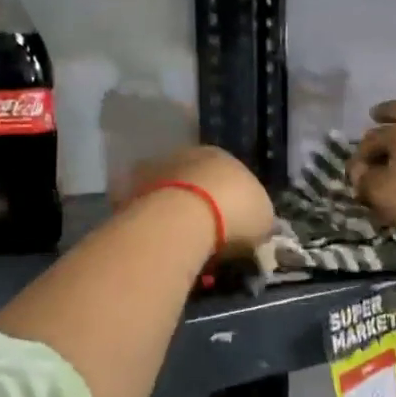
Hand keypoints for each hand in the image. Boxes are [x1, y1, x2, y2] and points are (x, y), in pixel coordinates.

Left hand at [113, 145, 274, 257]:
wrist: (183, 219)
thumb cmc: (234, 214)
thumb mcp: (264, 219)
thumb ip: (259, 217)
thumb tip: (256, 224)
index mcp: (223, 155)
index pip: (231, 176)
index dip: (234, 202)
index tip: (234, 227)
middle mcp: (188, 155)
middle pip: (198, 181)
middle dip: (203, 204)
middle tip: (208, 235)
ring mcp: (157, 170)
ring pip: (172, 192)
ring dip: (177, 212)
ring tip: (183, 242)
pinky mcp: (132, 190)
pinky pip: (150, 209)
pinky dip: (156, 223)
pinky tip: (163, 241)